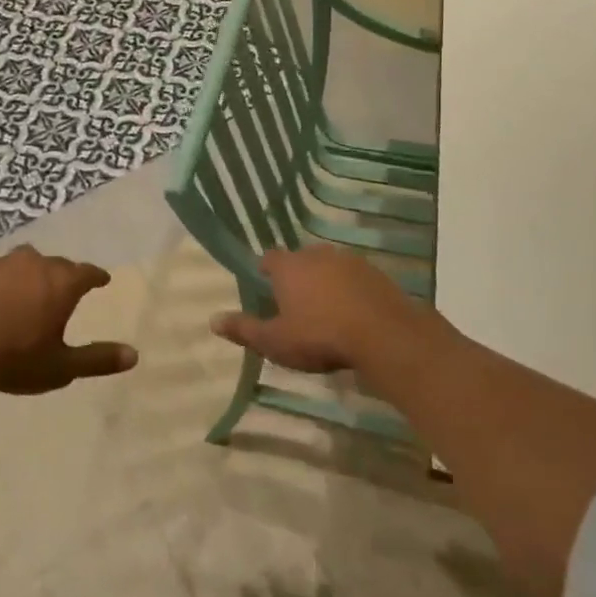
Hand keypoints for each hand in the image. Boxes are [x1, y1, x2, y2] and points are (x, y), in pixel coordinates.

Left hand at [0, 245, 135, 395]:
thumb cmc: (14, 360)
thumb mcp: (61, 367)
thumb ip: (98, 359)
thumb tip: (135, 355)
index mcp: (63, 283)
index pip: (88, 273)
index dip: (97, 277)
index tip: (102, 280)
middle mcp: (37, 263)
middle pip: (57, 264)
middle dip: (62, 276)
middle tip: (61, 291)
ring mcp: (3, 261)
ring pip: (24, 259)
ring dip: (28, 270)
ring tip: (26, 285)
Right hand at [211, 245, 421, 373]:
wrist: (383, 334)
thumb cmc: (320, 336)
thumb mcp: (275, 341)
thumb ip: (244, 329)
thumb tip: (212, 320)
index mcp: (289, 267)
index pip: (270, 259)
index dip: (266, 271)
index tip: (266, 286)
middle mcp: (317, 254)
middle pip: (301, 259)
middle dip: (297, 275)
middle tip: (296, 302)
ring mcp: (350, 261)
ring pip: (330, 266)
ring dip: (326, 281)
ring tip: (326, 308)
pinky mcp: (376, 273)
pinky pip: (356, 277)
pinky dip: (351, 289)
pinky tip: (354, 312)